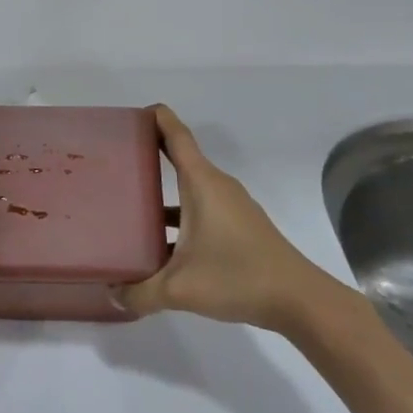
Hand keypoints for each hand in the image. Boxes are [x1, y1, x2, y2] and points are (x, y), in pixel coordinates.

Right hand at [114, 105, 351, 334]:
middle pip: (181, 158)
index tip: (135, 112)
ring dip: (163, 190)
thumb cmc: (238, 277)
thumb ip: (140, 292)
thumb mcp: (180, 288)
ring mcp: (231, 207)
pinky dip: (179, 214)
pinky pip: (201, 208)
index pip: (177, 137)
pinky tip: (161, 241)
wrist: (300, 300)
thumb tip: (112, 294)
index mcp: (202, 184)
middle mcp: (217, 187)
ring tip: (130, 203)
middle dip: (151, 153)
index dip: (158, 119)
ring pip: (190, 188)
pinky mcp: (239, 227)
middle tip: (117, 159)